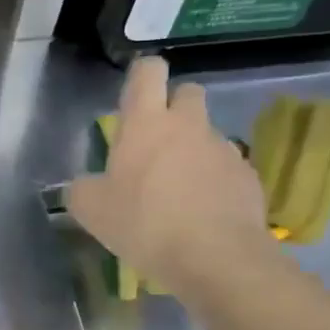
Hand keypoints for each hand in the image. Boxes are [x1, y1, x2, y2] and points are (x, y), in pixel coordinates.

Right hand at [65, 55, 270, 297]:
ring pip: (206, 134)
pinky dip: (212, 181)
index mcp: (146, 124)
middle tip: (154, 143)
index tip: (132, 97)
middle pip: (187, 92)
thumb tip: (84, 185)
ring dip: (192, 150)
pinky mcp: (247, 177)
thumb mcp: (90, 210)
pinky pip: (225, 167)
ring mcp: (223, 149)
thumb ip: (82, 189)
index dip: (140, 77)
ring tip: (176, 189)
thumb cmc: (143, 223)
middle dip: (173, 108)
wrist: (215, 256)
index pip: (148, 72)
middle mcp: (188, 125)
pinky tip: (200, 212)